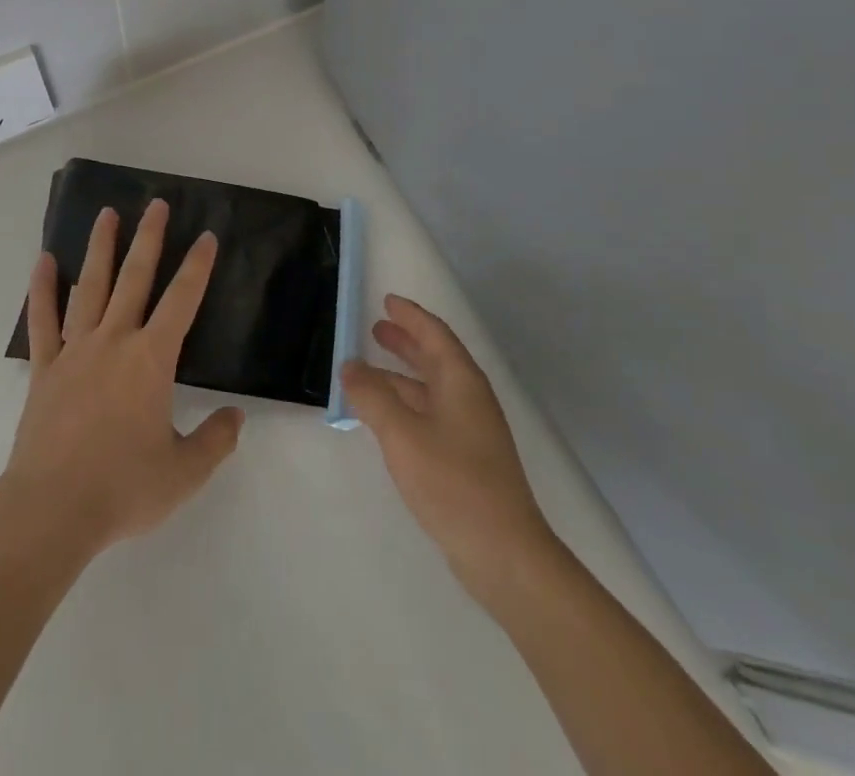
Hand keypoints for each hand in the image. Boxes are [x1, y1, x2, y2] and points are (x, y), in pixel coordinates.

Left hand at [0, 201, 243, 557]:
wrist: (52, 508)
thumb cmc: (123, 488)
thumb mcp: (183, 473)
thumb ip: (215, 441)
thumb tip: (236, 417)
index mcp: (151, 360)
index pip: (182, 301)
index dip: (197, 267)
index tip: (206, 237)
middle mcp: (114, 341)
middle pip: (135, 278)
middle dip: (149, 239)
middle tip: (156, 204)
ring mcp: (75, 350)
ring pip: (90, 286)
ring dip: (100, 248)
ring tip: (106, 214)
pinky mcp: (45, 367)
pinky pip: (43, 319)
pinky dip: (43, 288)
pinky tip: (45, 261)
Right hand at [342, 295, 553, 600]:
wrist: (504, 554)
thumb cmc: (453, 483)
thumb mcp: (402, 434)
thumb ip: (372, 396)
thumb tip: (350, 365)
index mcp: (461, 382)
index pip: (435, 334)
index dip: (411, 316)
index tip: (387, 301)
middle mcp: (469, 399)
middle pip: (435, 358)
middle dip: (406, 342)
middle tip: (376, 329)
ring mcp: (471, 431)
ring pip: (431, 388)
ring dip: (401, 375)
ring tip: (368, 371)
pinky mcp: (467, 459)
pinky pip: (430, 414)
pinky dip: (406, 404)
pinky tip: (385, 417)